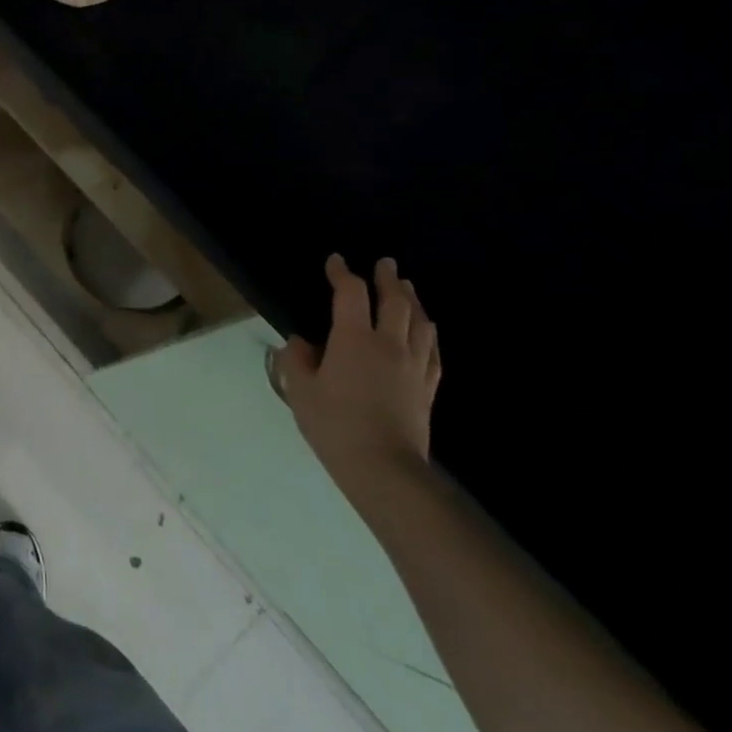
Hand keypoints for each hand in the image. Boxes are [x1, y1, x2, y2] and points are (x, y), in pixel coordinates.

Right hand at [274, 254, 440, 497]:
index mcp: (354, 339)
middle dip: (388, 279)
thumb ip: (297, 360)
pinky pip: (433, 353)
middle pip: (395, 302)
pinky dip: (429, 335)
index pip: (350, 293)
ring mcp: (413, 367)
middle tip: (386, 264)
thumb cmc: (335, 425)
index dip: (342, 273)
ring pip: (421, 324)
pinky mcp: (427, 389)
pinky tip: (427, 332)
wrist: (384, 470)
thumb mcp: (300, 391)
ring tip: (408, 289)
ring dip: (414, 301)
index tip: (336, 261)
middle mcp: (389, 345)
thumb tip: (302, 343)